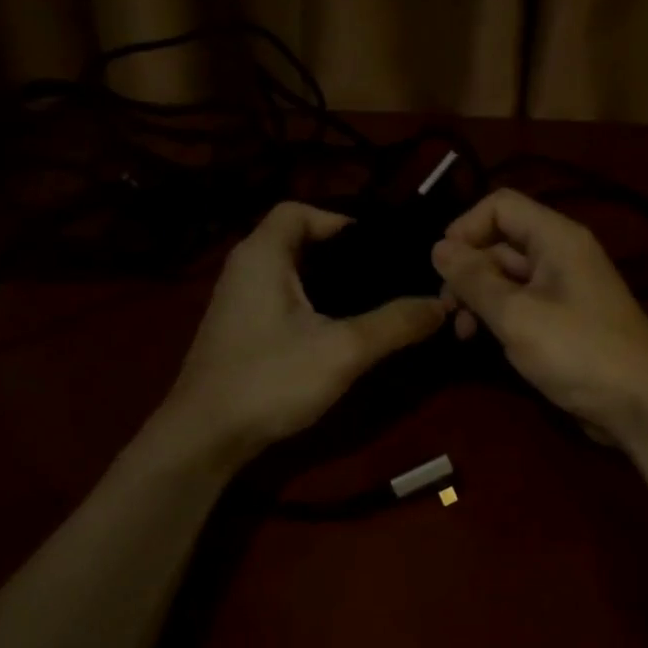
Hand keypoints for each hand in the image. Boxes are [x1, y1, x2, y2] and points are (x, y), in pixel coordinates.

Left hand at [162, 202, 445, 460]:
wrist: (204, 438)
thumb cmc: (269, 380)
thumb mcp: (343, 350)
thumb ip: (396, 324)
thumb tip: (443, 303)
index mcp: (261, 255)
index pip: (298, 210)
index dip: (339, 219)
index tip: (379, 247)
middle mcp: (244, 269)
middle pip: (297, 240)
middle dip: (342, 254)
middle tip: (386, 274)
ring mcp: (238, 302)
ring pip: (291, 273)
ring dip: (329, 282)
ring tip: (373, 300)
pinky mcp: (240, 331)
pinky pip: (283, 300)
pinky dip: (312, 303)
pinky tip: (339, 330)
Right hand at [431, 189, 647, 442]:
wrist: (641, 405)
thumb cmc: (578, 353)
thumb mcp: (516, 315)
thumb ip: (474, 279)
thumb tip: (437, 248)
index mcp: (556, 238)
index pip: (500, 205)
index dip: (465, 228)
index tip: (442, 266)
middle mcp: (560, 254)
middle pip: (499, 241)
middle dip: (467, 270)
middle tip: (446, 309)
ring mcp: (563, 288)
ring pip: (506, 276)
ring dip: (477, 297)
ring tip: (461, 332)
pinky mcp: (563, 319)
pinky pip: (520, 303)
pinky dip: (497, 315)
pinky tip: (480, 341)